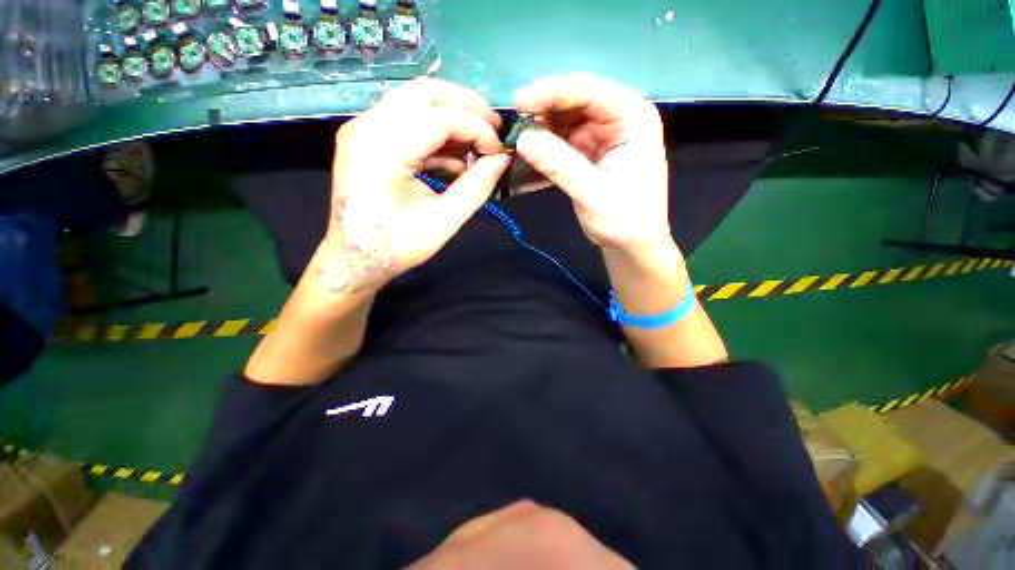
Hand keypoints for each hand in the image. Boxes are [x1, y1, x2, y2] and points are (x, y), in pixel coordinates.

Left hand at [314, 78, 510, 294]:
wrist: (355, 258)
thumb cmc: (396, 246)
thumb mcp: (443, 222)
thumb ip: (476, 188)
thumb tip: (502, 160)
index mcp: (381, 151)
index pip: (438, 118)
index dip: (476, 129)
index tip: (499, 151)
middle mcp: (366, 128)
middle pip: (424, 92)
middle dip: (467, 106)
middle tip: (495, 128)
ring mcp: (363, 129)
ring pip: (416, 100)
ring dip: (453, 116)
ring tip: (480, 143)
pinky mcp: (368, 138)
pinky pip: (408, 119)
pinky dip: (437, 132)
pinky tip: (457, 155)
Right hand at [514, 74, 670, 251]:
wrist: (631, 244)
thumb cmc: (624, 220)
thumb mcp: (592, 193)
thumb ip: (558, 165)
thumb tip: (521, 139)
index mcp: (633, 118)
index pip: (590, 92)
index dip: (553, 92)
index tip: (519, 102)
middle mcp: (618, 119)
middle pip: (576, 102)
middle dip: (544, 110)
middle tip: (513, 121)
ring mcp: (602, 136)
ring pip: (565, 121)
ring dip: (541, 129)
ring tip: (516, 140)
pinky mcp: (589, 153)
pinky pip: (563, 141)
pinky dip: (545, 147)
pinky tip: (527, 154)